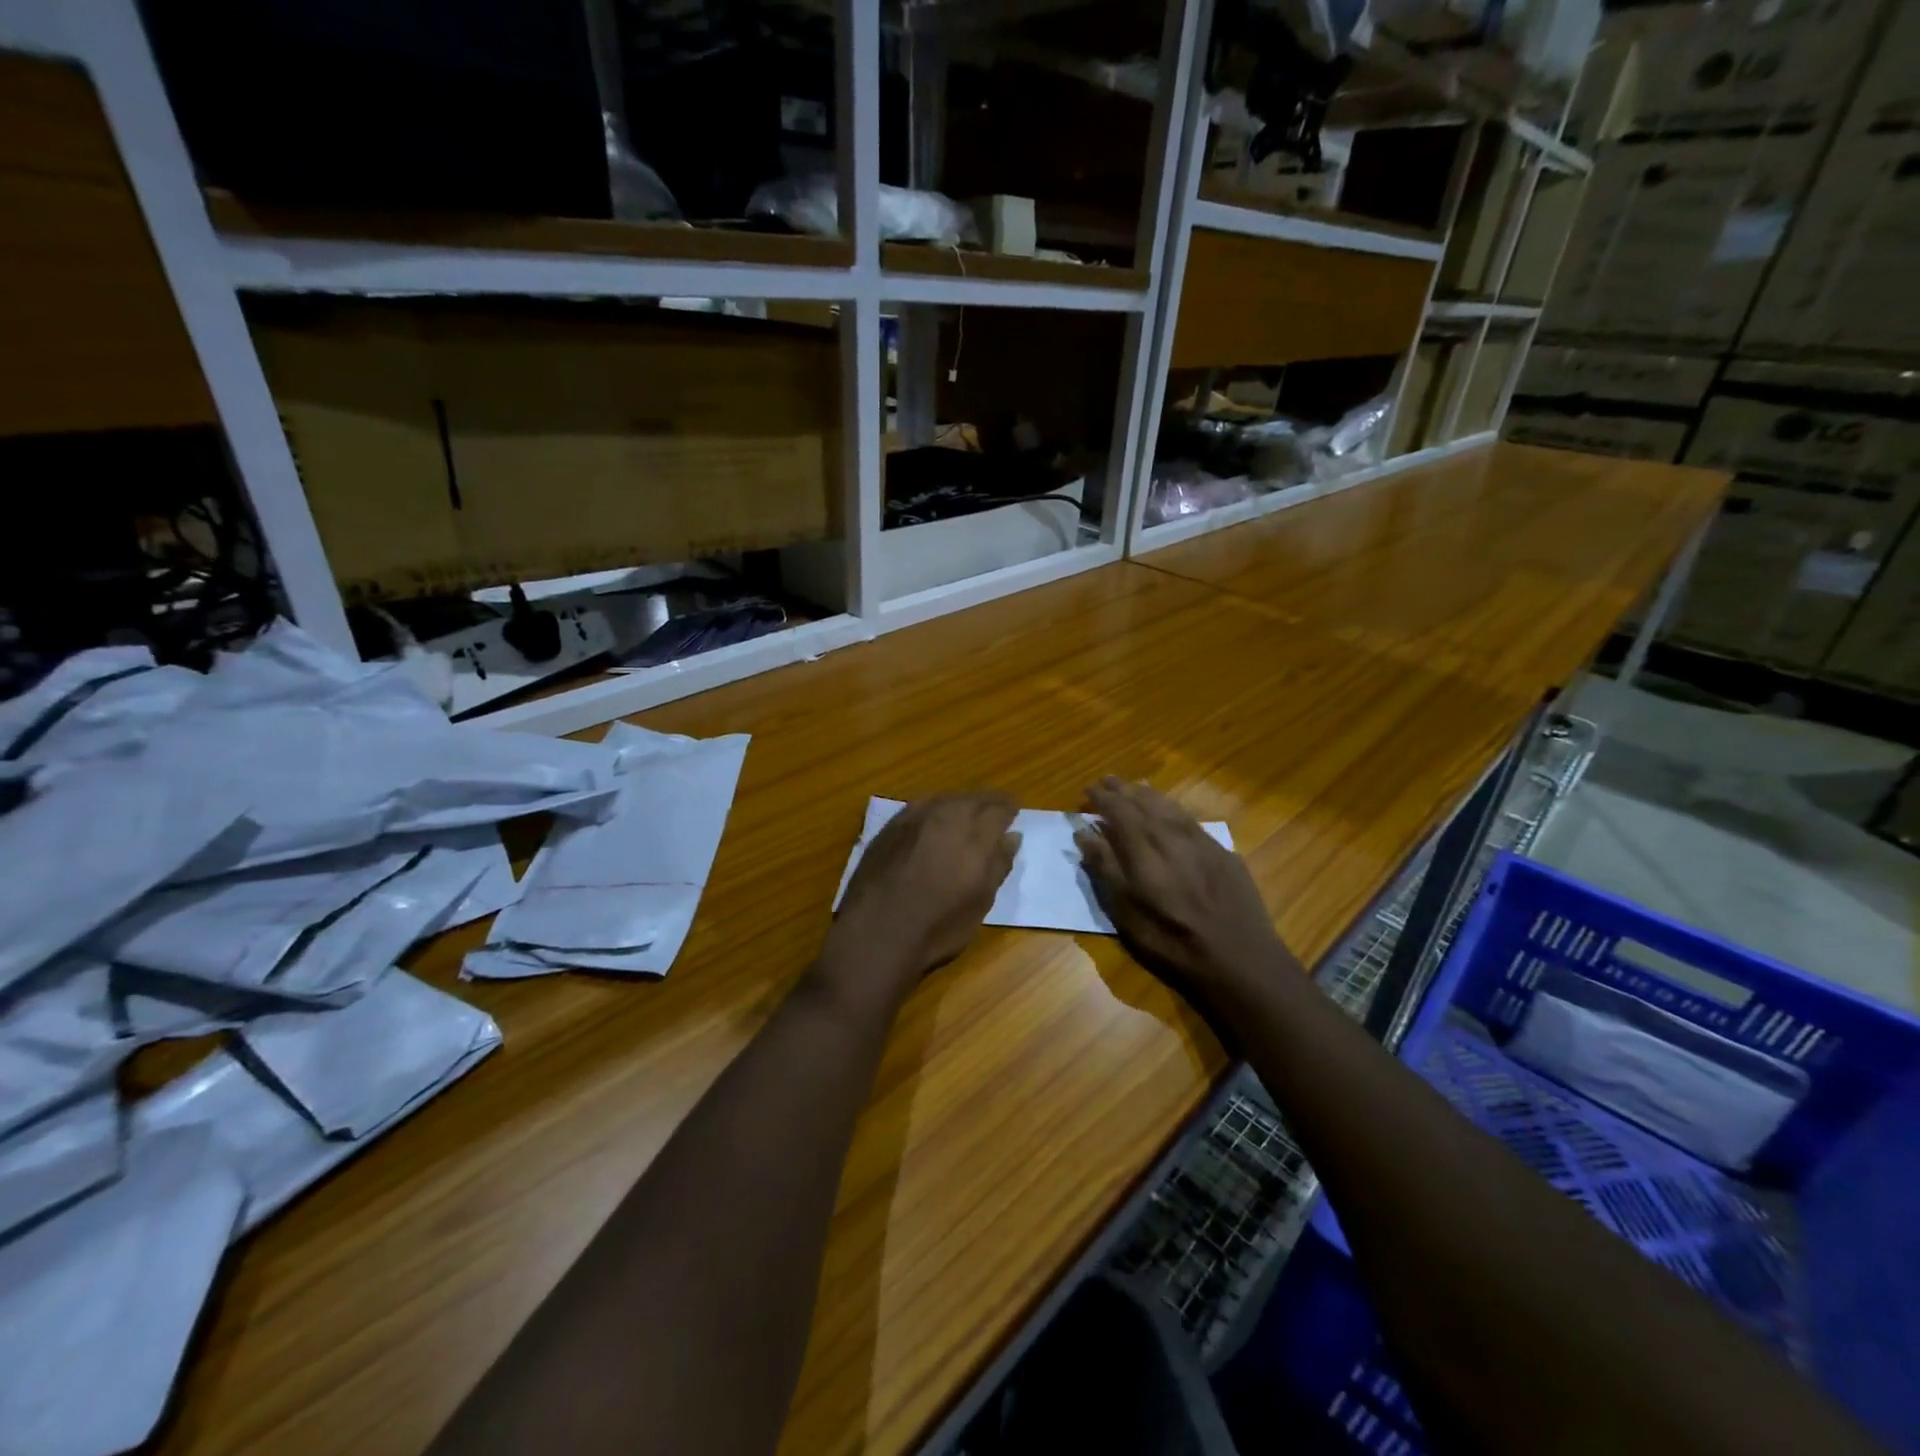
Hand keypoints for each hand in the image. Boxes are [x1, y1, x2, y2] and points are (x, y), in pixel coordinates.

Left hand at [821, 793, 1019, 1005]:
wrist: (877, 933)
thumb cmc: (938, 927)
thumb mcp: (980, 903)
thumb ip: (998, 865)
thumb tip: (1011, 837)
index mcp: (974, 836)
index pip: (998, 810)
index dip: (1009, 809)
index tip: (1014, 812)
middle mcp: (946, 817)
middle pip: (972, 798)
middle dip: (987, 801)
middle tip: (996, 808)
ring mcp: (914, 818)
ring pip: (945, 797)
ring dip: (961, 801)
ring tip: (968, 810)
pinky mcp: (890, 826)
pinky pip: (921, 805)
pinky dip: (935, 806)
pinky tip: (934, 817)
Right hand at [1075, 777, 1292, 1001]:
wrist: (1240, 958)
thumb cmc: (1172, 941)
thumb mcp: (1126, 913)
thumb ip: (1105, 868)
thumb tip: (1084, 832)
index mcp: (1144, 848)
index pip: (1118, 810)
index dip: (1101, 798)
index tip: (1087, 790)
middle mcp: (1171, 835)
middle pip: (1143, 802)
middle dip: (1123, 790)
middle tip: (1107, 781)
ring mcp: (1201, 840)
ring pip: (1169, 806)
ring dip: (1148, 794)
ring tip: (1134, 786)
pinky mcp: (1222, 851)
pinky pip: (1189, 817)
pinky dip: (1172, 807)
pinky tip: (1170, 811)